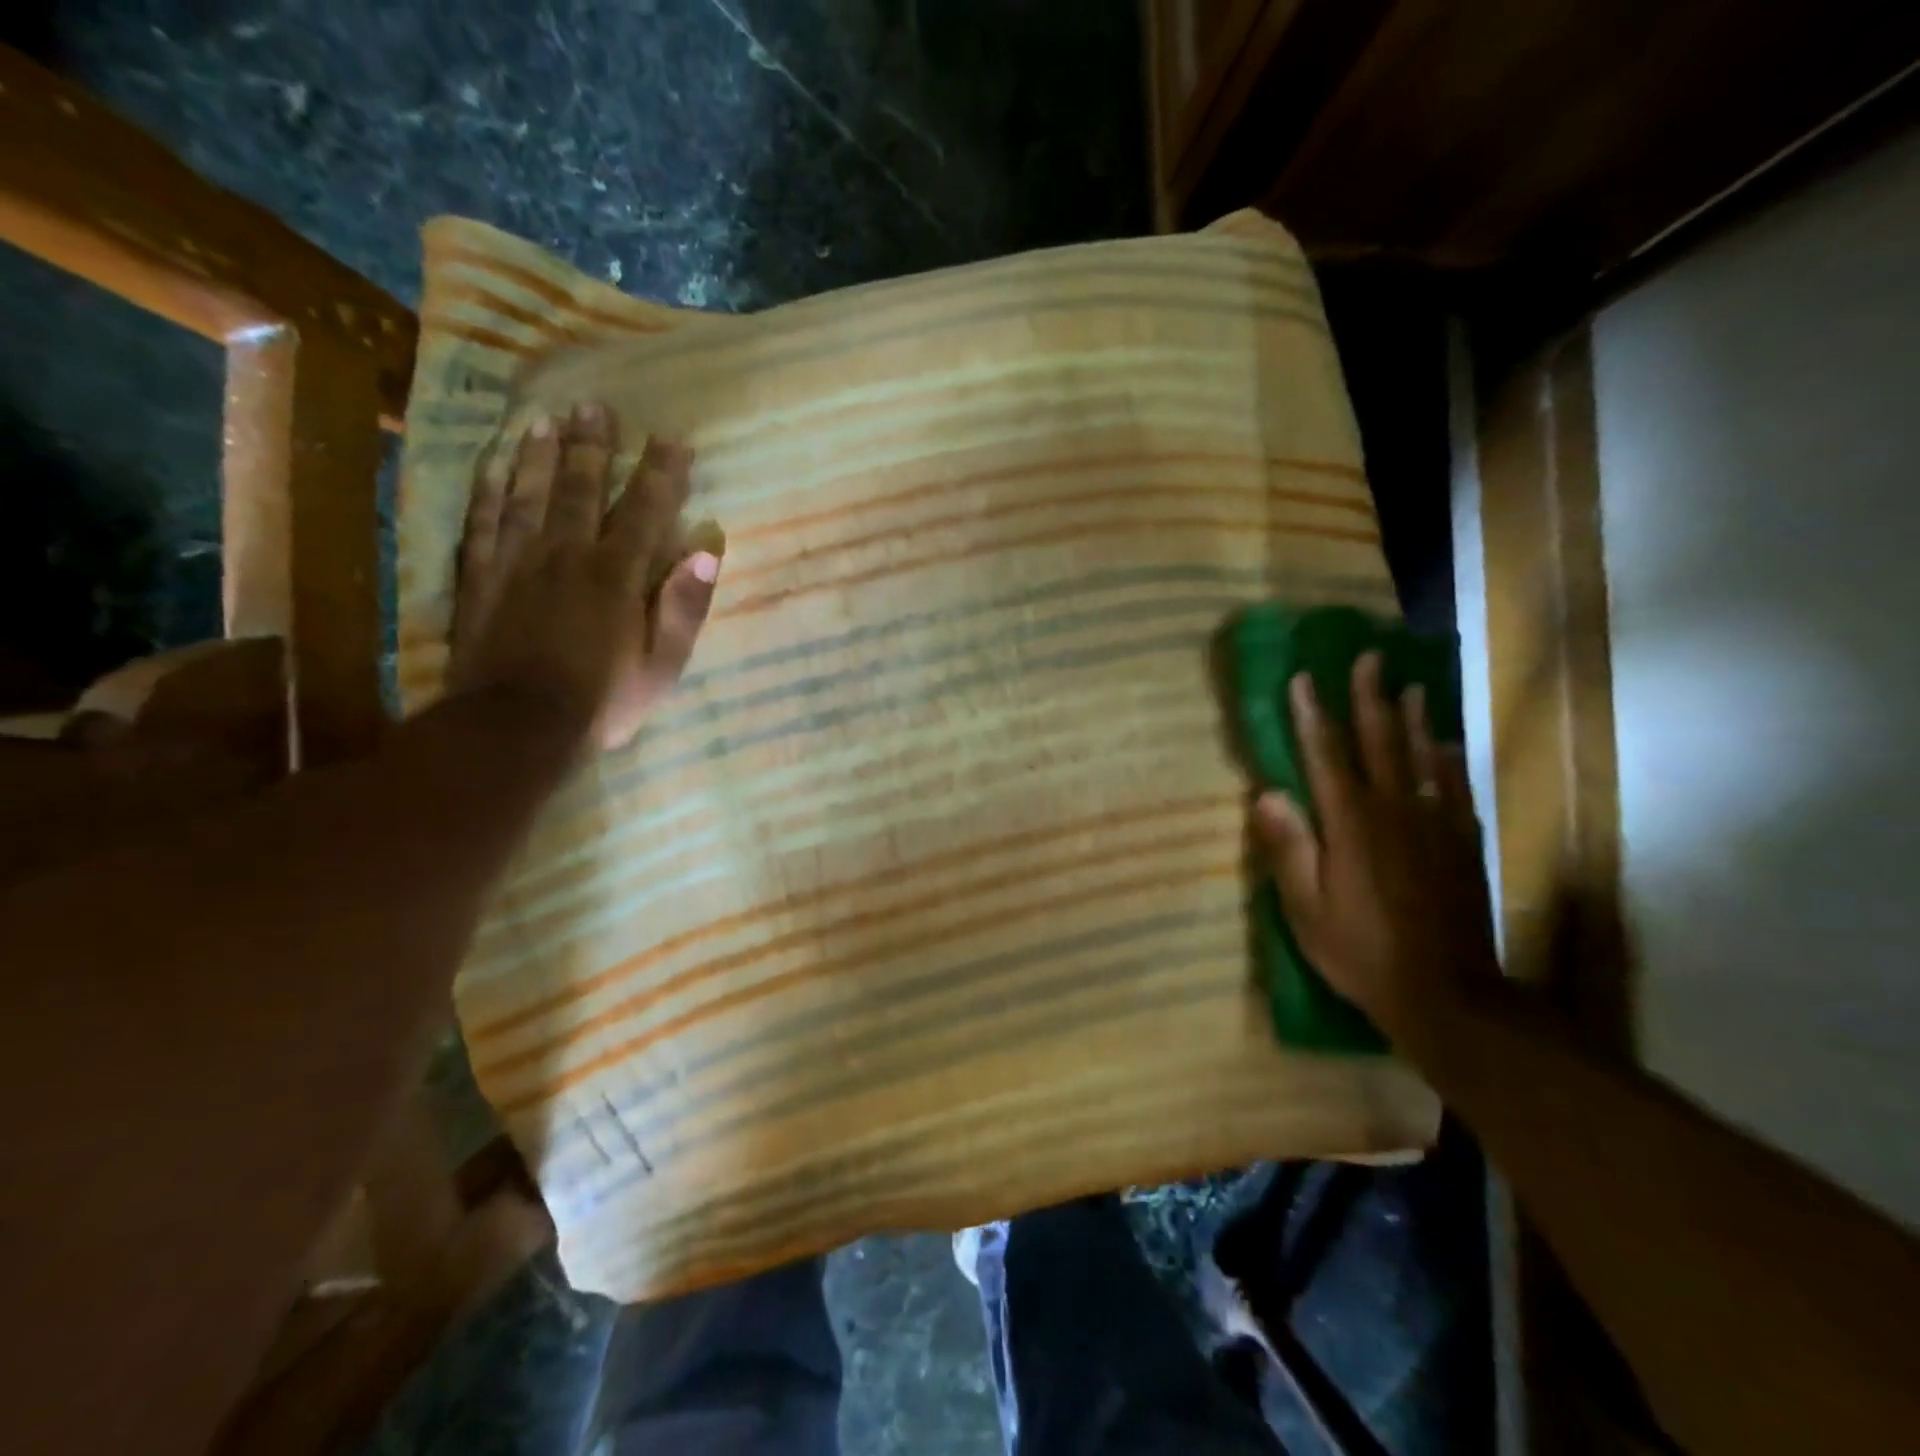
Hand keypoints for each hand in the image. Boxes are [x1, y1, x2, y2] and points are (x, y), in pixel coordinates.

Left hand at [447, 403, 720, 750]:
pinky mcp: (480, 577)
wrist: (517, 726)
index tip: (673, 439)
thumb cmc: (602, 700)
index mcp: (616, 575)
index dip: (661, 473)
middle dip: (594, 447)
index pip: (645, 511)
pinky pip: (482, 522)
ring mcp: (517, 561)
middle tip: (597, 406)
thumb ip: (684, 607)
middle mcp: (567, 554)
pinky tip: (493, 464)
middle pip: (582, 489)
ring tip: (546, 419)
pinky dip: (488, 489)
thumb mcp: (662, 666)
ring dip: (539, 455)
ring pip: (529, 494)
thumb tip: (708, 552)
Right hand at [1251, 652, 1499, 1041]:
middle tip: (1369, 657)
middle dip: (1371, 698)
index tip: (1304, 678)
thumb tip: (1266, 793)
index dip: (1313, 715)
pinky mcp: (1463, 845)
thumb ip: (1289, 848)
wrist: (1448, 996)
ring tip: (1412, 687)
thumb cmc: (1361, 951)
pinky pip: (1456, 789)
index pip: (1326, 756)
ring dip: (1414, 719)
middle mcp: (1396, 811)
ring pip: (1424, 758)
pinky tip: (1445, 747)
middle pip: (1381, 742)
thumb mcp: (1306, 908)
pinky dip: (1448, 761)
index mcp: (1352, 824)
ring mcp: (1436, 825)